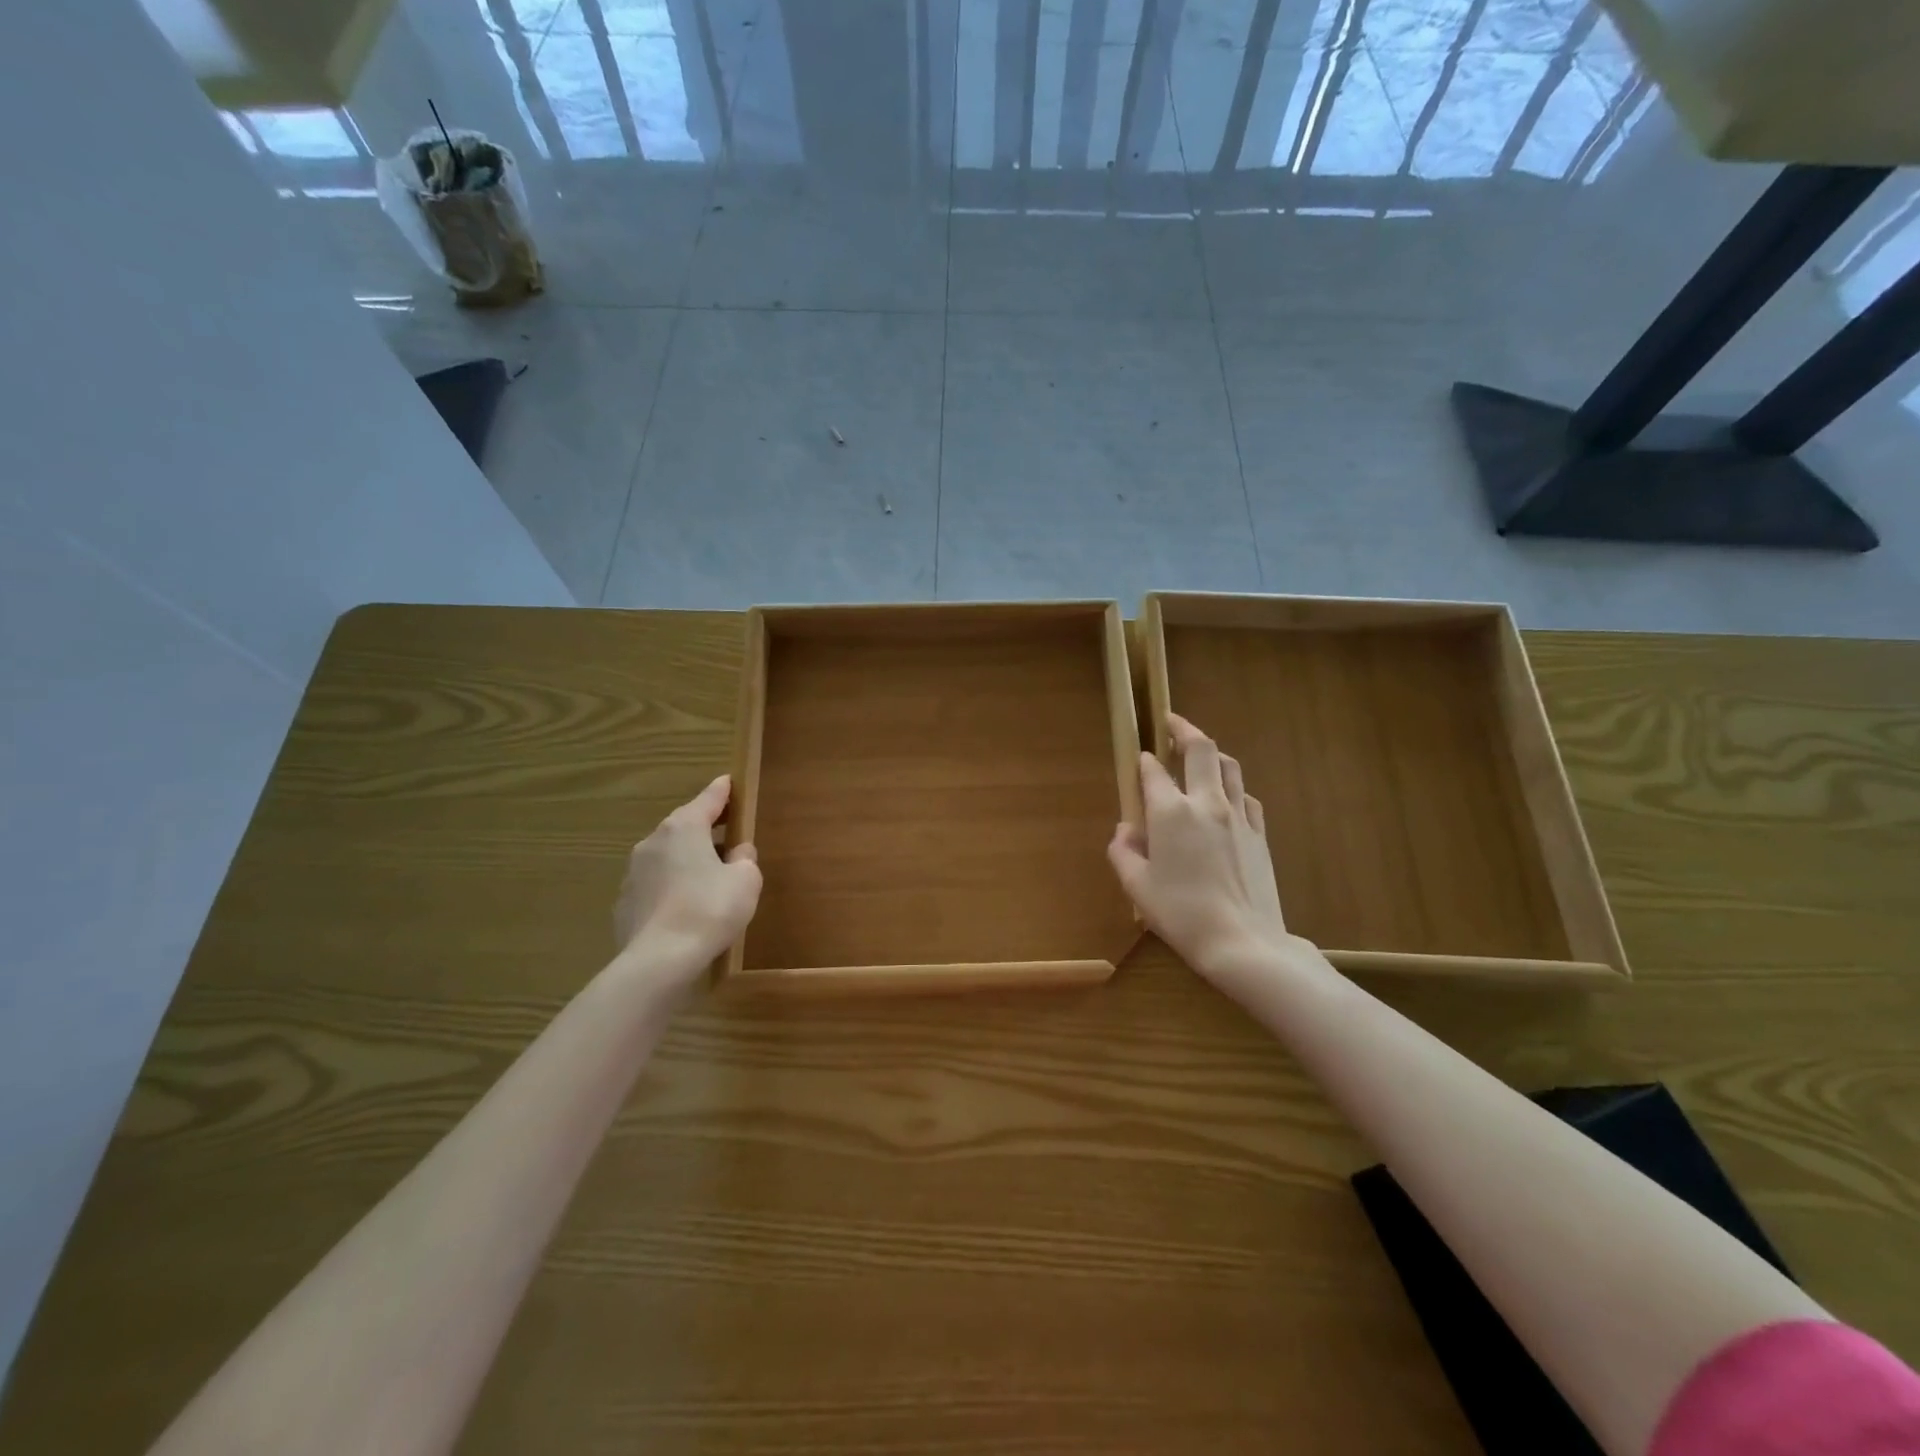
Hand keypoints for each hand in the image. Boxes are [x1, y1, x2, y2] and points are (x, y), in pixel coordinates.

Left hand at [614, 775, 761, 977]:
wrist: (658, 960)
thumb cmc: (709, 910)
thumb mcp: (746, 881)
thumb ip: (744, 859)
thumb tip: (737, 852)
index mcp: (684, 828)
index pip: (708, 799)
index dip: (722, 791)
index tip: (729, 782)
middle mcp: (654, 841)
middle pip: (685, 826)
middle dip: (706, 828)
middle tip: (728, 833)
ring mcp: (634, 872)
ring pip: (667, 855)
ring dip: (687, 858)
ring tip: (709, 876)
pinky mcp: (625, 901)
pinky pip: (656, 883)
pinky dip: (672, 885)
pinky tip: (686, 905)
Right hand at [1107, 714, 1296, 984]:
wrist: (1243, 942)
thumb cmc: (1181, 915)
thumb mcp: (1137, 886)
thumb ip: (1123, 852)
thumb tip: (1125, 830)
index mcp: (1170, 813)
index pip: (1154, 771)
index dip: (1144, 761)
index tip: (1140, 758)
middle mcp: (1206, 803)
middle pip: (1201, 749)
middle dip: (1184, 729)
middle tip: (1172, 722)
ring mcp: (1239, 816)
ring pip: (1229, 766)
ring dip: (1211, 753)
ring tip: (1199, 753)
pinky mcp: (1259, 833)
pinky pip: (1246, 796)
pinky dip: (1232, 787)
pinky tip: (1226, 797)